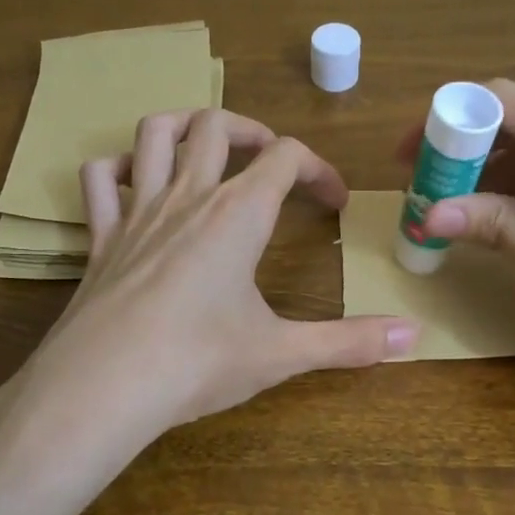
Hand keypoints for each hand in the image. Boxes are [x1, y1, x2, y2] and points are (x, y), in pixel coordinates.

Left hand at [19, 108, 418, 465]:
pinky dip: (118, 168)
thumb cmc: (197, 364)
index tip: (334, 202)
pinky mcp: (100, 238)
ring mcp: (137, 213)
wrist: (101, 389)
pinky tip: (135, 182)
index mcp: (237, 215)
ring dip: (185, 124)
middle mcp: (188, 197)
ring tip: (207, 145)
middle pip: (218, 125)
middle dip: (253, 131)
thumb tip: (416, 334)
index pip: (286, 157)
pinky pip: (99, 180)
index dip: (318, 169)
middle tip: (272, 162)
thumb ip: (350, 342)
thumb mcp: (281, 353)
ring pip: (155, 133)